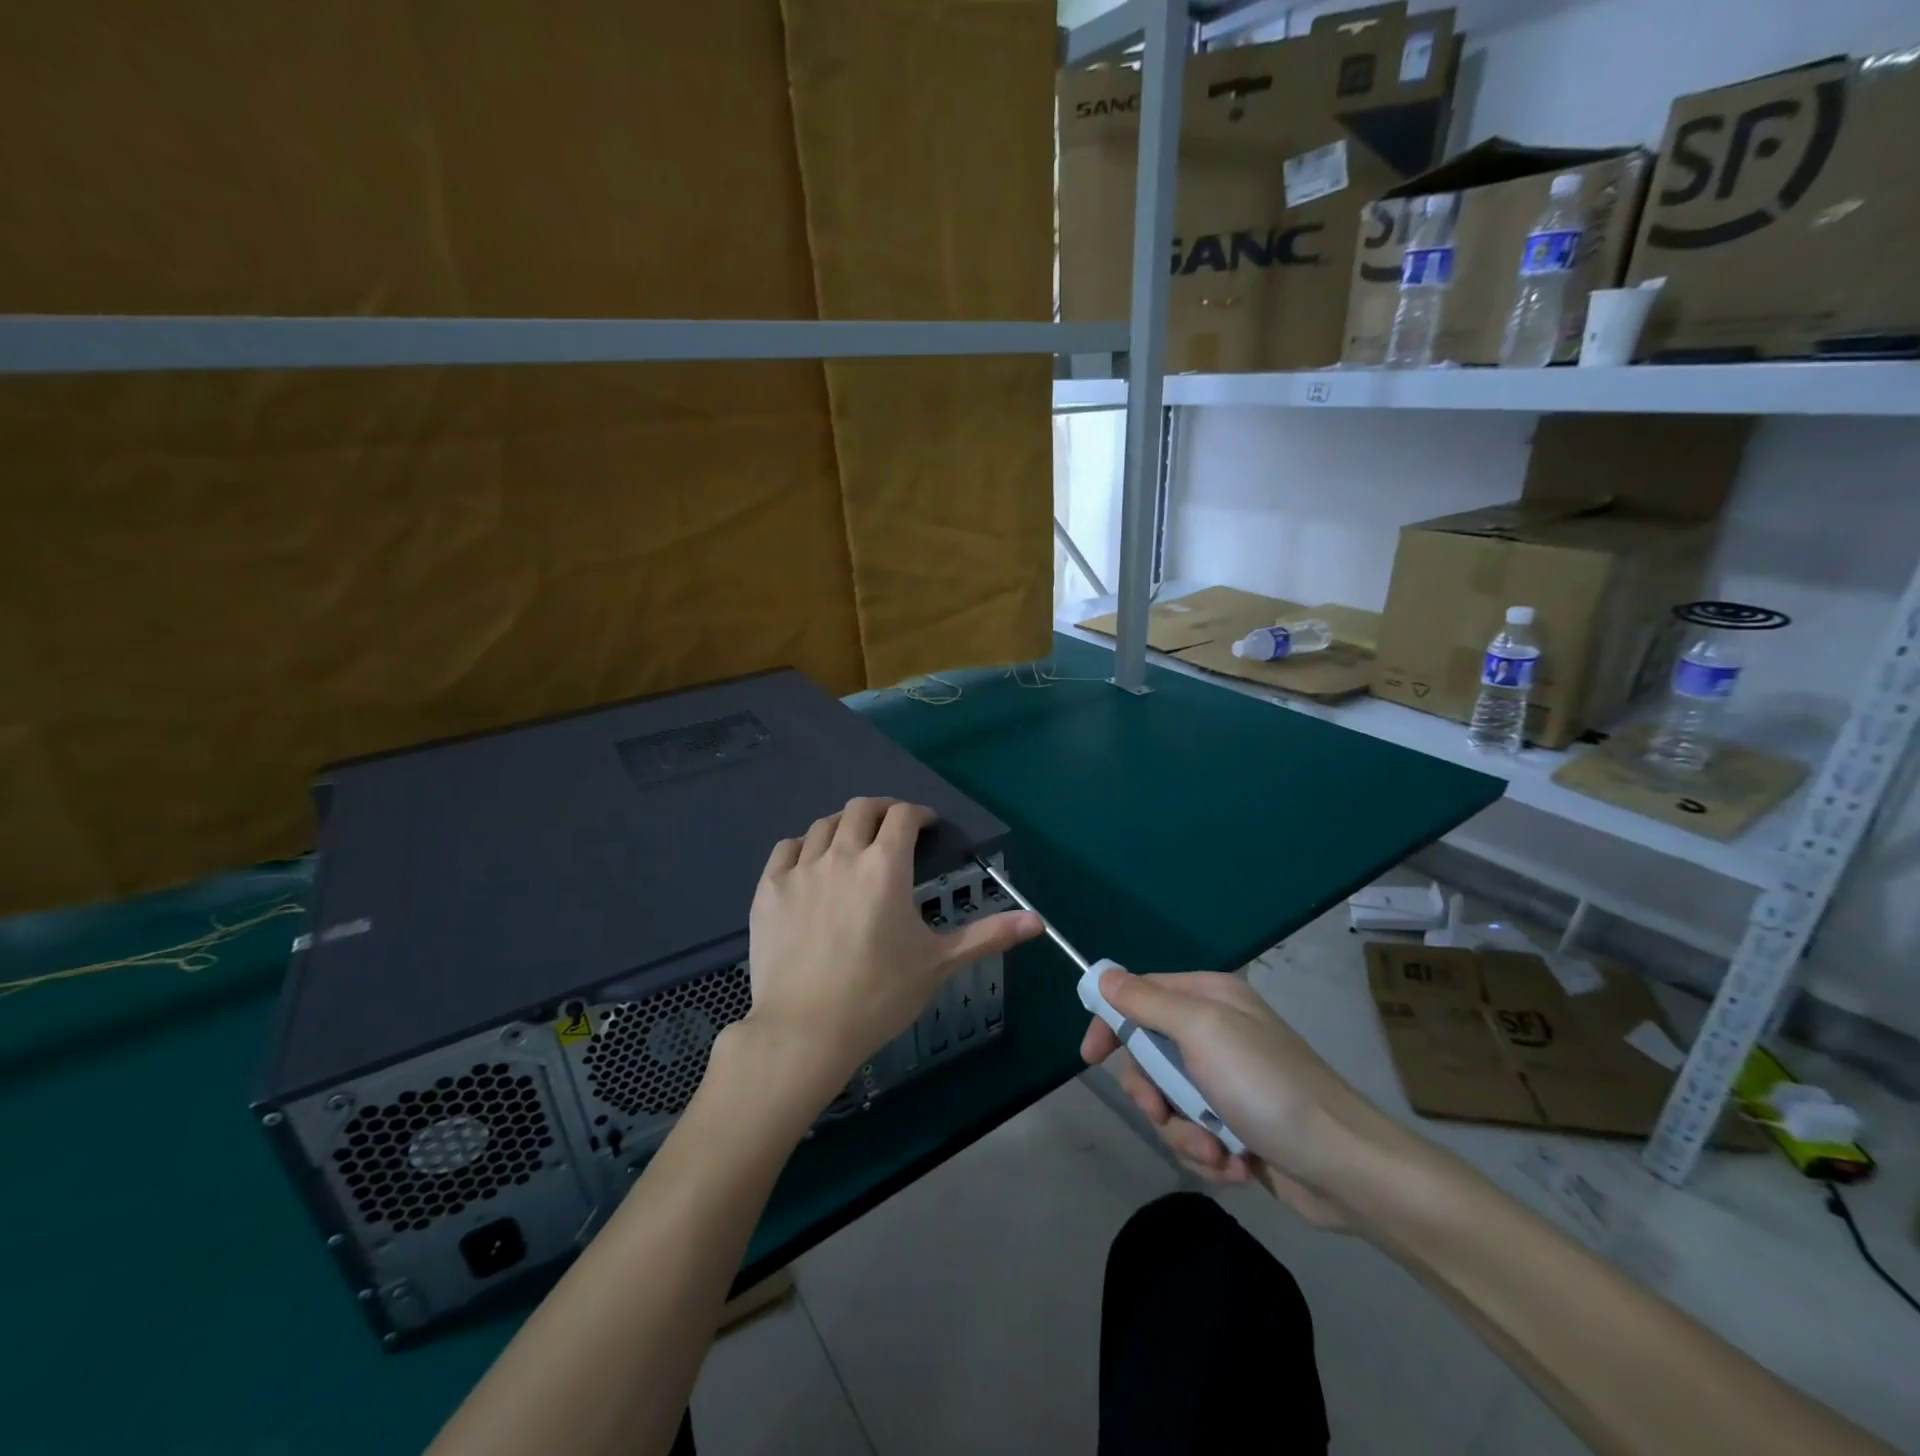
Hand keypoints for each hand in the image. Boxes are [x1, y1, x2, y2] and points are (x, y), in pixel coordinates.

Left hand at [743, 798, 1042, 1103]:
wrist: (805, 1030)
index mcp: (885, 866)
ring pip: (823, 824)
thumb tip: (1039, 921)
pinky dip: (803, 846)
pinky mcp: (768, 889)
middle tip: (893, 830)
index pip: (903, 815)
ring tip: (853, 846)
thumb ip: (988, 935)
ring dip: (844, 826)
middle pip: (862, 808)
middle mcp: (842, 854)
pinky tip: (811, 864)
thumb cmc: (879, 995)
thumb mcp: (939, 963)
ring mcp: (800, 869)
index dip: (919, 814)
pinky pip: (786, 848)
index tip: (927, 827)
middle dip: (883, 811)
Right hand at [1080, 969, 1380, 1228]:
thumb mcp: (1202, 1031)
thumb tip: (1104, 974)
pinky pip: (1195, 1135)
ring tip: (1218, 1151)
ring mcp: (1228, 1082)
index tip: (1091, 1056)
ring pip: (1169, 1102)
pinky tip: (1237, 1166)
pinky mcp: (1238, 1126)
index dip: (1112, 1022)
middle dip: (1154, 1093)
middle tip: (1163, 1111)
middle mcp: (1216, 1033)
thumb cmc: (1267, 1086)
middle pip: (1149, 1055)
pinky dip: (1209, 1155)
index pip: (1139, 995)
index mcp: (1209, 998)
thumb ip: (1147, 1002)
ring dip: (1185, 1132)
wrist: (1346, 1168)